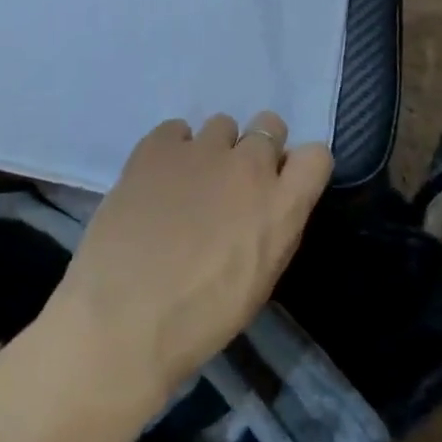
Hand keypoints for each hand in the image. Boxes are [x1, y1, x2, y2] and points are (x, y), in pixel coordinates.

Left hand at [49, 113, 333, 401]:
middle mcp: (248, 165)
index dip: (299, 166)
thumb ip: (268, 227)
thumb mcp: (258, 280)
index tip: (282, 182)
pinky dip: (172, 148)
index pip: (316, 156)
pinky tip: (157, 179)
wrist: (125, 313)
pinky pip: (176, 129)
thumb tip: (260, 206)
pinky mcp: (158, 144)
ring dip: (214, 148)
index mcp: (281, 207)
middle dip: (257, 147)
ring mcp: (202, 149)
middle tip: (234, 181)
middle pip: (269, 125)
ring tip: (189, 182)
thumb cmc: (199, 317)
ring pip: (222, 124)